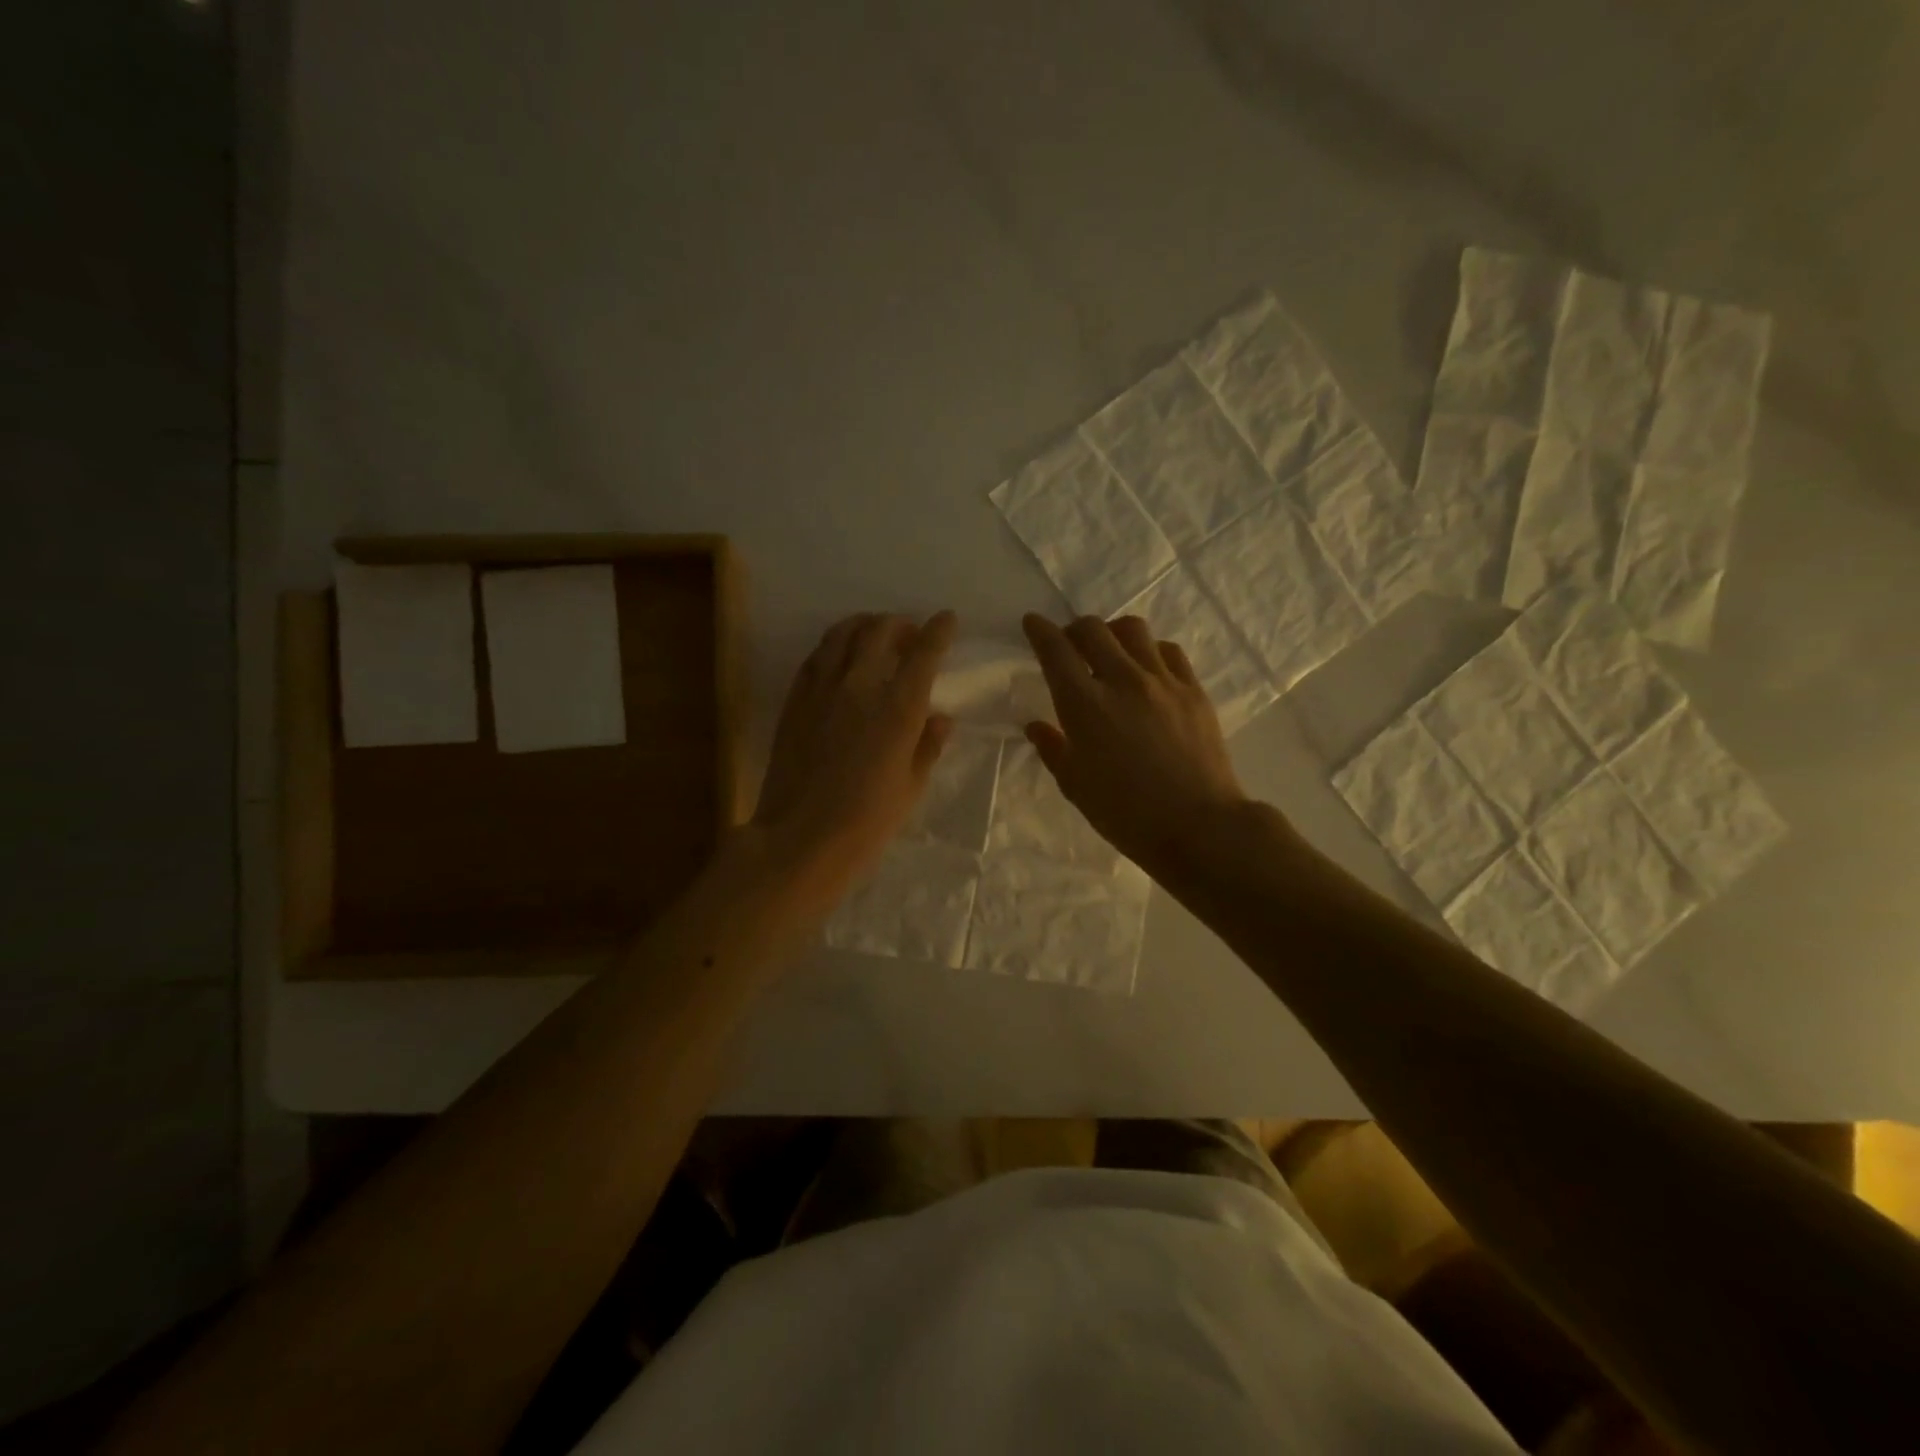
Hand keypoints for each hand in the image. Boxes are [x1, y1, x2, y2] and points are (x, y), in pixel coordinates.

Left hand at [750, 611, 956, 910]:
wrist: (801, 837)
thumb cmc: (867, 821)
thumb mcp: (911, 786)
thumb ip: (928, 745)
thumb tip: (940, 717)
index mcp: (899, 708)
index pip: (924, 652)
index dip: (939, 630)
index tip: (947, 620)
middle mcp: (861, 685)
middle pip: (881, 630)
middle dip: (900, 624)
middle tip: (909, 633)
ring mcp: (822, 688)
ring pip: (843, 634)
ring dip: (864, 625)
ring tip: (873, 634)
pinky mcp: (795, 698)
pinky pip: (816, 656)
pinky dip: (834, 646)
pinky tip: (839, 657)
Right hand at [1022, 613, 1250, 876]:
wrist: (1198, 826)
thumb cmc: (1126, 814)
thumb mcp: (1075, 786)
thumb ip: (1053, 749)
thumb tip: (1036, 726)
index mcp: (1085, 706)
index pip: (1055, 650)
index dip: (1039, 630)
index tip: (1032, 622)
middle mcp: (1122, 681)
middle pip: (1092, 629)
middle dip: (1073, 628)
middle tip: (1069, 644)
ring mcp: (1162, 682)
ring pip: (1133, 630)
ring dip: (1112, 633)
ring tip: (1110, 651)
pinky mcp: (1193, 690)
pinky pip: (1168, 651)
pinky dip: (1149, 651)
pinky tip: (1147, 669)